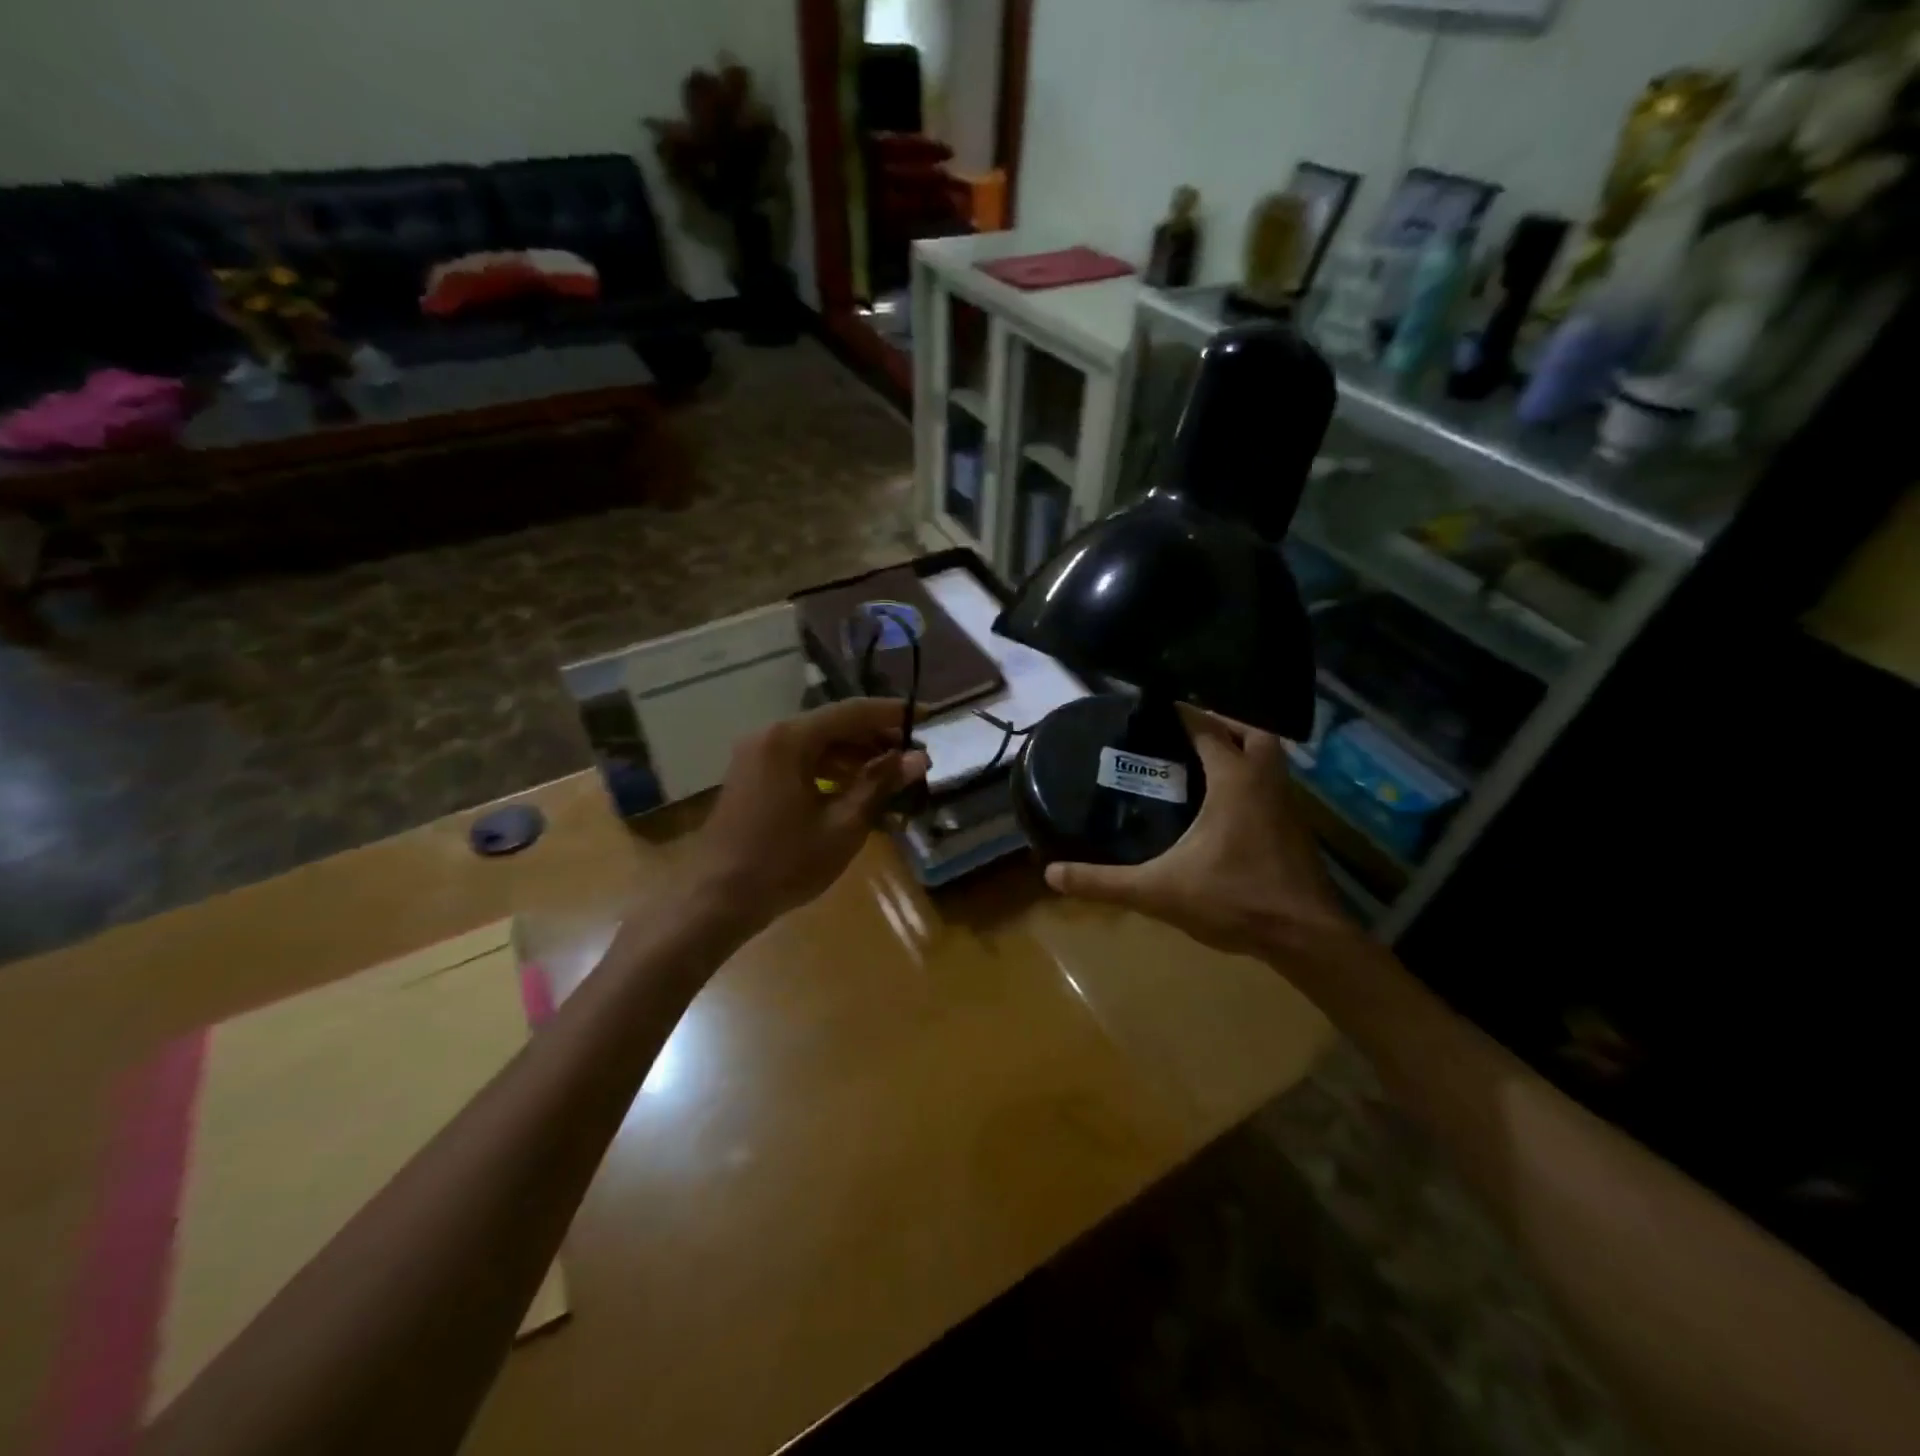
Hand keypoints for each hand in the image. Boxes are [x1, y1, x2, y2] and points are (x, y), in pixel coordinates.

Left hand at [686, 699, 928, 928]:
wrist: (717, 899)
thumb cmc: (785, 863)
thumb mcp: (843, 826)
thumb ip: (880, 785)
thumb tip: (918, 758)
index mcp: (790, 739)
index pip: (852, 712)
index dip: (893, 714)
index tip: (929, 717)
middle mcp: (770, 735)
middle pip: (833, 724)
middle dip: (875, 738)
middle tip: (913, 756)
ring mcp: (757, 755)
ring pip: (817, 742)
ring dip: (854, 755)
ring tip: (892, 775)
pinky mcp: (752, 775)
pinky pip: (799, 759)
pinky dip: (829, 768)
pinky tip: (854, 789)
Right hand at [1044, 706, 1351, 957]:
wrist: (1306, 939)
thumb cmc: (1234, 901)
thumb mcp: (1158, 891)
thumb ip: (1104, 882)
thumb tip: (1051, 875)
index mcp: (1235, 782)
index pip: (1208, 730)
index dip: (1184, 715)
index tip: (1158, 708)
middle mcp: (1266, 783)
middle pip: (1254, 734)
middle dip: (1224, 726)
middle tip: (1190, 734)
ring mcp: (1288, 807)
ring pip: (1270, 761)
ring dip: (1243, 753)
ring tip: (1205, 765)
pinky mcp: (1297, 831)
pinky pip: (1273, 788)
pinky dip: (1253, 782)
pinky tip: (1227, 808)